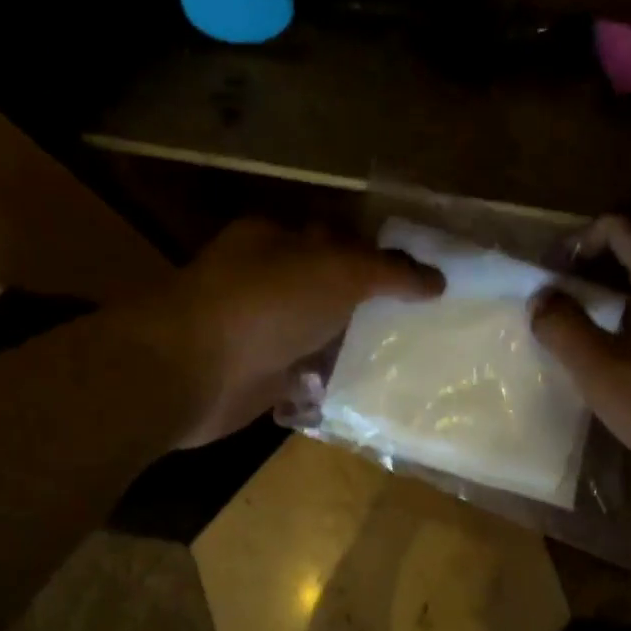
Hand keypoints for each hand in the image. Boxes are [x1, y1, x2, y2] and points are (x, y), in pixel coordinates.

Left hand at [133, 218, 443, 446]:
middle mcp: (267, 281)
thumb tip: (437, 280)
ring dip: (354, 345)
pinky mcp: (260, 376)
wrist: (192, 371)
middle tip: (426, 323)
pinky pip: (307, 375)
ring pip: (320, 333)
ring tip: (408, 359)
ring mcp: (261, 331)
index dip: (381, 256)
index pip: (339, 238)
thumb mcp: (338, 271)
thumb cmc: (265, 304)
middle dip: (372, 305)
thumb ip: (389, 272)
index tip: (424, 280)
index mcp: (277, 240)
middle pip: (331, 289)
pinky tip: (370, 392)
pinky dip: (332, 382)